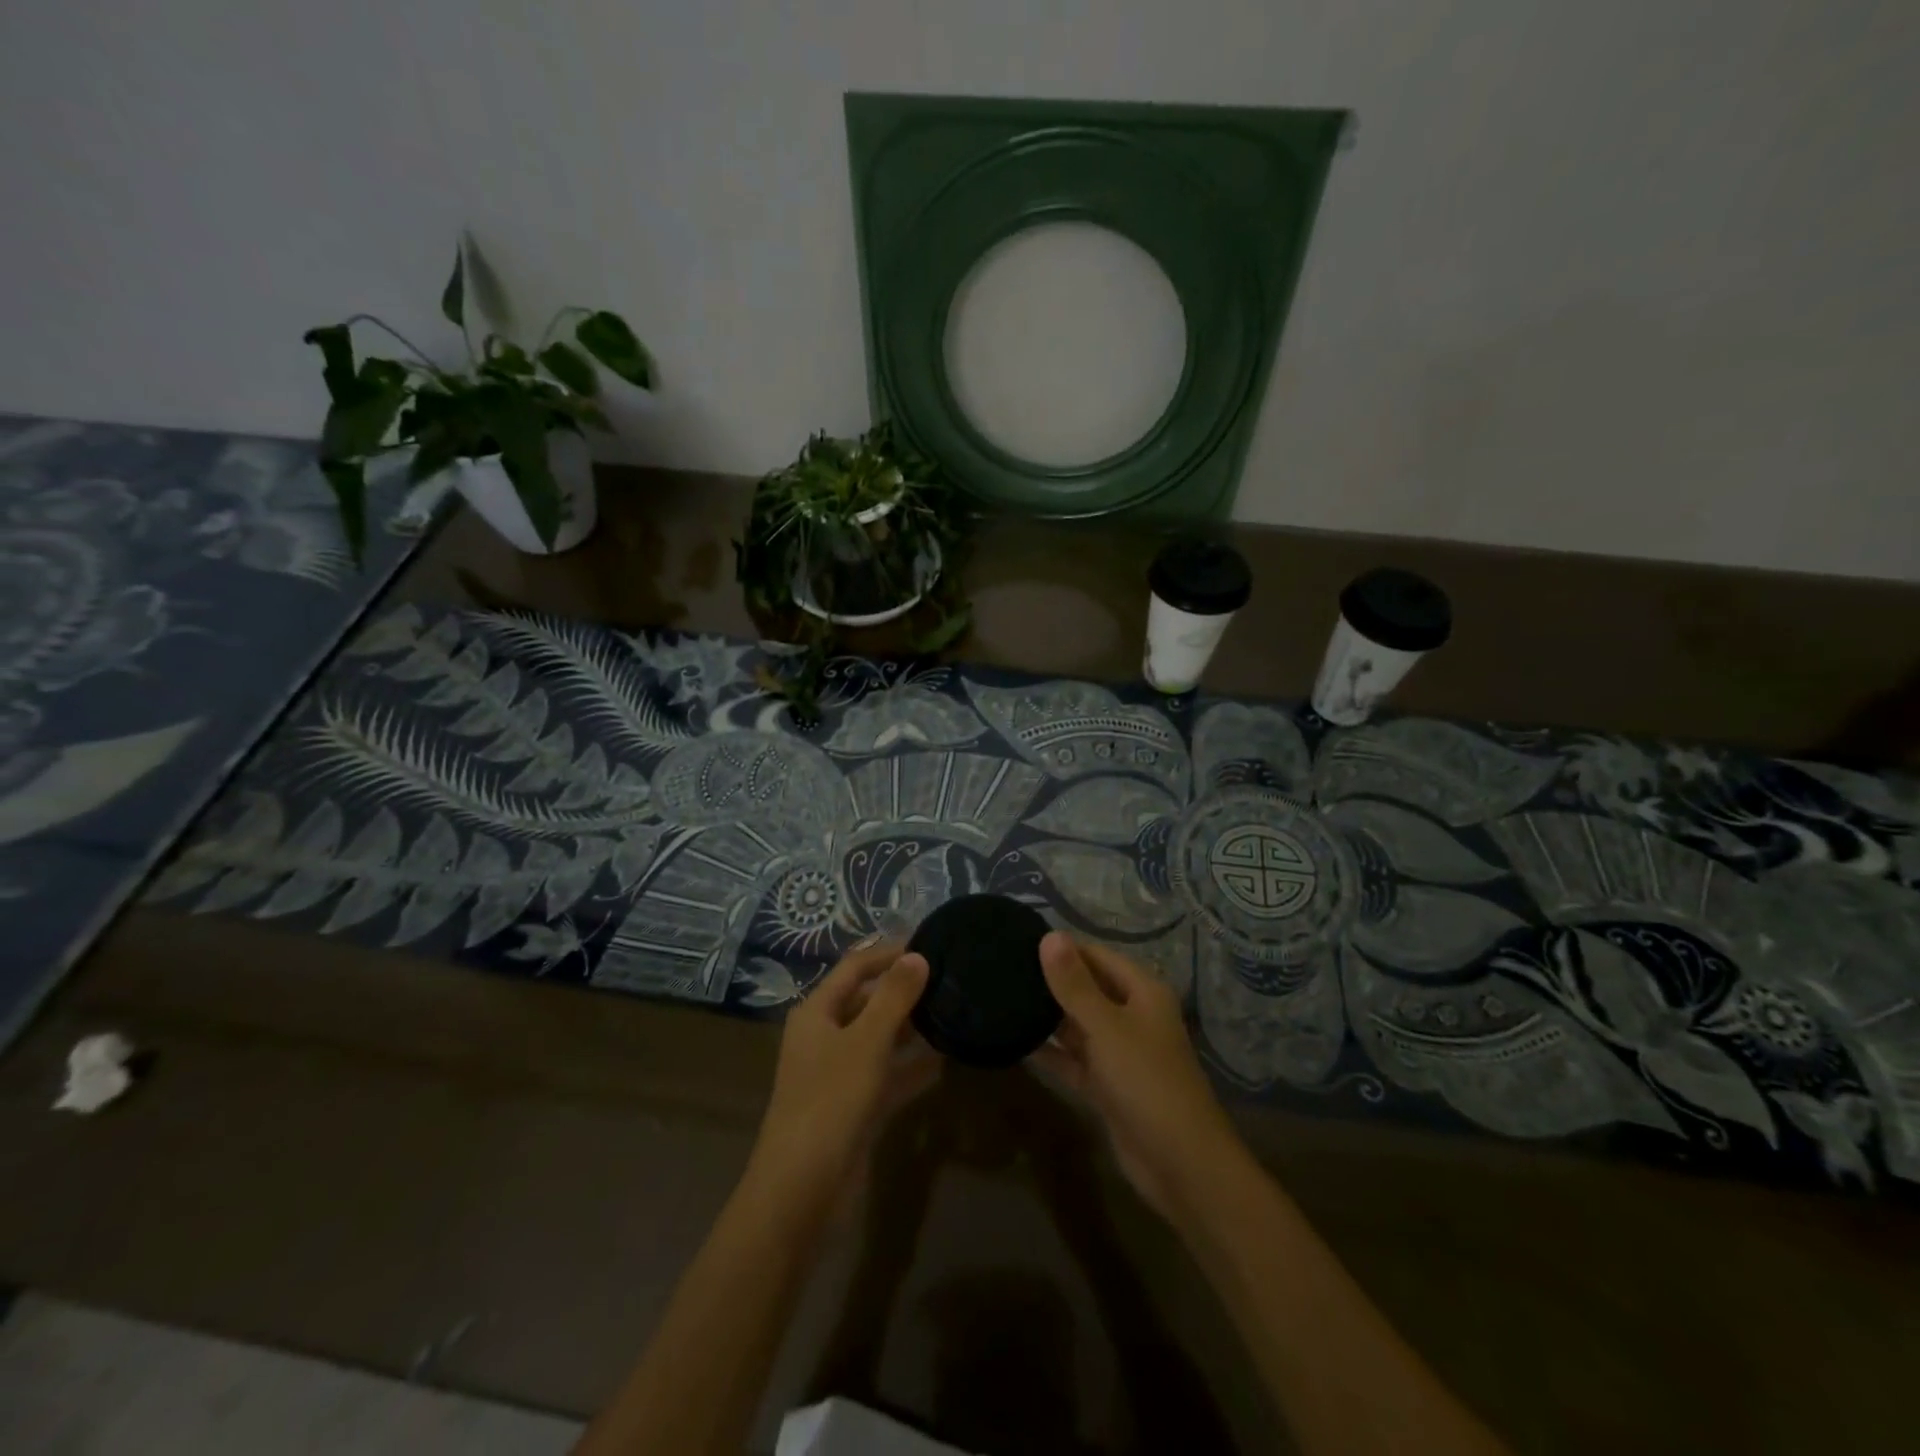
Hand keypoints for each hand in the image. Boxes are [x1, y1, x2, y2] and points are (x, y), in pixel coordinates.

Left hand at [750, 940, 937, 1197]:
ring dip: (911, 1028)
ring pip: (879, 1038)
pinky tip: (945, 1060)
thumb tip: (917, 955)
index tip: (930, 944)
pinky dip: (911, 1066)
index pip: (855, 967)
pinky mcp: (854, 1106)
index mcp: (816, 1012)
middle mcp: (824, 1036)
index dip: (889, 953)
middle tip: (950, 979)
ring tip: (953, 1012)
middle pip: (867, 1000)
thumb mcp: (866, 1041)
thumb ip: (894, 997)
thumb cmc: (831, 1101)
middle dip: (904, 990)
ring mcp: (838, 1073)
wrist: (802, 1190)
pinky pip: (887, 1074)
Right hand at [1028, 932, 1243, 1218]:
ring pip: (1077, 1024)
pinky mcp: (1107, 1085)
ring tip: (1001, 998)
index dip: (1061, 948)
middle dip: (1051, 981)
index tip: (1017, 942)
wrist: (1181, 1164)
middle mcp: (1132, 1016)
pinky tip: (1015, 1041)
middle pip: (1086, 988)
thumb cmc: (1146, 1082)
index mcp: (1142, 992)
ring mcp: (1119, 1052)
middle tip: (1001, 969)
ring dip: (1047, 1016)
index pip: (1096, 956)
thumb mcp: (1106, 1027)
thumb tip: (1050, 935)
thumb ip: (1074, 984)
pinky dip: (1050, 1052)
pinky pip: (1073, 1059)